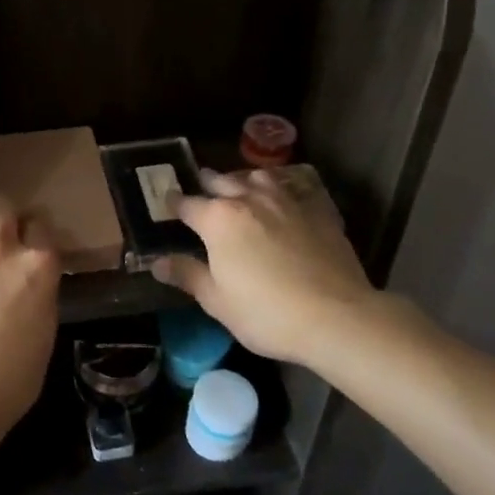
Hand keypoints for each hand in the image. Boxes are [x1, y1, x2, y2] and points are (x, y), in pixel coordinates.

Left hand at [0, 195, 60, 451]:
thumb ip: (39, 295)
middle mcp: (2, 249)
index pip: (42, 225)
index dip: (38, 233)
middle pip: (4, 206)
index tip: (35, 243)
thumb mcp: (44, 332)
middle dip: (6, 215)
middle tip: (6, 234)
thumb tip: (32, 286)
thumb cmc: (13, 376)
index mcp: (38, 265)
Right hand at [152, 169, 387, 367]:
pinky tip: (285, 200)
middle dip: (208, 183)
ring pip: (259, 177)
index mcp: (218, 219)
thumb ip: (187, 274)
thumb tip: (157, 262)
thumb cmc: (266, 312)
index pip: (186, 203)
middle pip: (221, 181)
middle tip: (202, 188)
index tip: (167, 202)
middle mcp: (249, 199)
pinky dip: (283, 190)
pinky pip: (295, 188)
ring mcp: (286, 201)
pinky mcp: (317, 210)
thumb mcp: (216, 301)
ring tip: (243, 189)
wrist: (337, 317)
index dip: (173, 203)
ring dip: (245, 180)